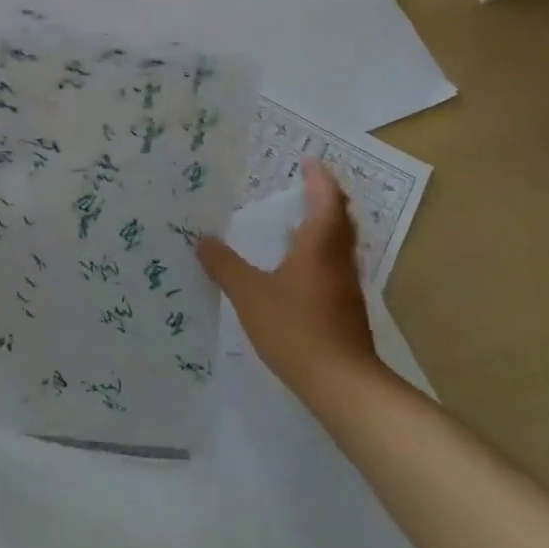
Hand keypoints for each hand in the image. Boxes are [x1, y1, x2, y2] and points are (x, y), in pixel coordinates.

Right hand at [198, 159, 383, 400]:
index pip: (326, 199)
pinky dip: (320, 253)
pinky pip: (334, 266)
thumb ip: (225, 266)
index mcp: (319, 245)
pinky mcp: (346, 310)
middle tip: (306, 185)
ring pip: (340, 244)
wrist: (343, 385)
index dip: (318, 178)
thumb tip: (202, 240)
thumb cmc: (296, 328)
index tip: (308, 162)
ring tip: (297, 222)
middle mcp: (338, 259)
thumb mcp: (249, 294)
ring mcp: (346, 286)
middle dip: (326, 198)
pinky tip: (297, 269)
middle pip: (340, 218)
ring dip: (324, 226)